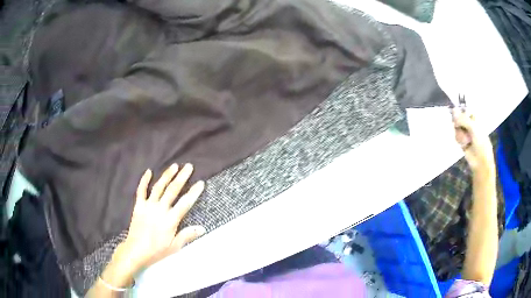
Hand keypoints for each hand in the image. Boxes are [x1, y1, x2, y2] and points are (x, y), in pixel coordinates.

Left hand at [114, 163, 205, 275]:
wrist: (136, 250)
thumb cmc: (157, 250)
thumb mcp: (175, 246)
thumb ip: (187, 235)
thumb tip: (202, 229)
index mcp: (170, 220)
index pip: (185, 203)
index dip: (194, 192)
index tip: (200, 183)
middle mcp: (160, 209)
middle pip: (173, 190)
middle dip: (182, 177)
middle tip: (189, 167)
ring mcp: (148, 206)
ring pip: (159, 187)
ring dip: (167, 175)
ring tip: (174, 166)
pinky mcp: (139, 206)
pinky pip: (141, 190)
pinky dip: (144, 180)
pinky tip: (148, 171)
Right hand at [452, 108, 494, 173]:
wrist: (480, 160)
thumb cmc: (481, 142)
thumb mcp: (473, 127)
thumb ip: (463, 119)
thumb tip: (453, 109)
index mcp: (474, 117)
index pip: (464, 109)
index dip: (459, 110)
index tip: (455, 112)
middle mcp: (469, 123)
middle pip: (458, 117)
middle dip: (458, 123)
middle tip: (459, 126)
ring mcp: (465, 132)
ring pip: (456, 127)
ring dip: (460, 134)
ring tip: (466, 140)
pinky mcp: (462, 140)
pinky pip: (456, 136)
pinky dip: (459, 140)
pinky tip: (464, 144)